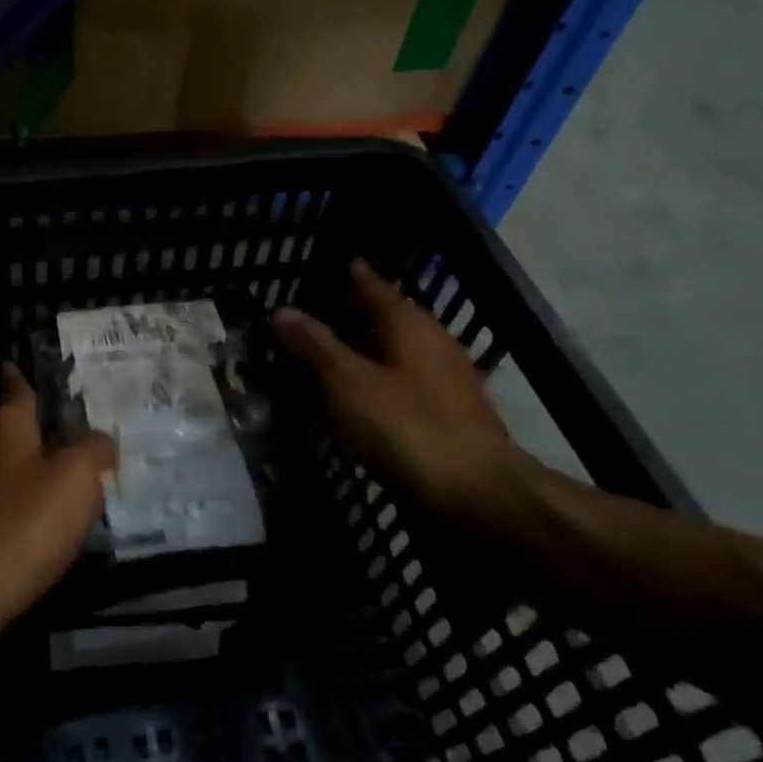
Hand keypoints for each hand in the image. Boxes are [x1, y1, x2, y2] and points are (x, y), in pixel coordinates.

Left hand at [0, 364, 116, 658]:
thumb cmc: (22, 526)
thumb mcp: (76, 481)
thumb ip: (93, 452)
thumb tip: (102, 440)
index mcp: (4, 426)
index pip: (12, 389)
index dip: (16, 376)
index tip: (10, 364)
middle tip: (2, 397)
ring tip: (16, 453)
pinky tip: (5, 509)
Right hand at [273, 260, 526, 518]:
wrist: (480, 497)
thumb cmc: (408, 428)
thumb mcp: (348, 384)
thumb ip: (315, 345)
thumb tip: (282, 310)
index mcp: (409, 325)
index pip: (376, 287)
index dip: (354, 276)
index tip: (337, 263)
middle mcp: (433, 343)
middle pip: (390, 316)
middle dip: (359, 309)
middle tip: (325, 304)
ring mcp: (448, 380)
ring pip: (400, 349)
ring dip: (370, 345)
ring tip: (336, 346)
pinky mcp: (451, 414)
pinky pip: (406, 379)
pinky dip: (382, 376)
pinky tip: (363, 391)